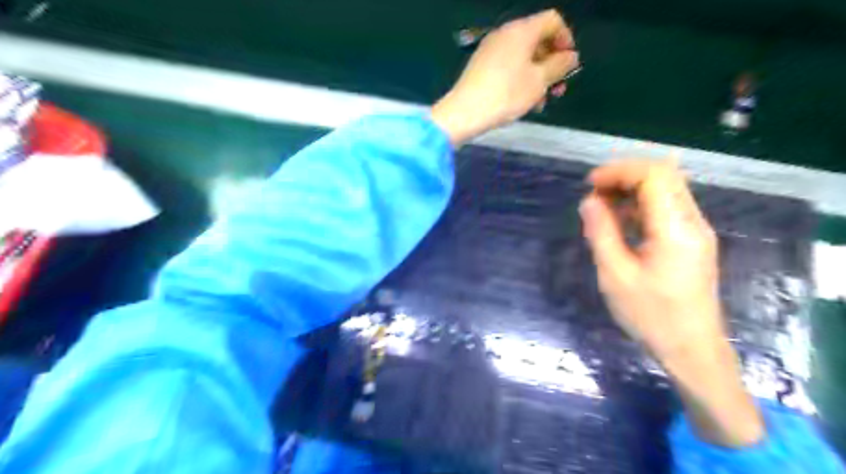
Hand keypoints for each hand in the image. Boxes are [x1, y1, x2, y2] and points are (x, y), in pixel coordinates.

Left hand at [432, 9, 578, 143]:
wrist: (464, 112)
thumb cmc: (506, 95)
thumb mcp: (539, 81)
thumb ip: (559, 66)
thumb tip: (570, 56)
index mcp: (521, 30)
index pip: (553, 21)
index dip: (566, 40)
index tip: (569, 65)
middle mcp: (505, 34)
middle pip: (537, 41)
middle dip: (552, 65)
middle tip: (558, 89)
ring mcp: (490, 50)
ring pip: (523, 58)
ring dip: (537, 77)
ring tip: (540, 102)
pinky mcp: (481, 66)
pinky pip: (508, 67)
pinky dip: (520, 80)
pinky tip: (523, 102)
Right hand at [582, 159, 719, 359]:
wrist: (691, 349)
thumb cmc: (651, 316)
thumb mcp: (615, 275)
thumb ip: (601, 233)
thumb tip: (589, 202)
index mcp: (675, 229)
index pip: (654, 175)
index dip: (619, 171)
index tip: (590, 184)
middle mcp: (692, 222)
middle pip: (664, 175)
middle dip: (624, 175)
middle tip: (594, 193)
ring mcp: (695, 230)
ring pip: (666, 189)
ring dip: (632, 188)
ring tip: (602, 205)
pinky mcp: (691, 241)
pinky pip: (667, 207)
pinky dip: (641, 204)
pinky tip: (620, 220)